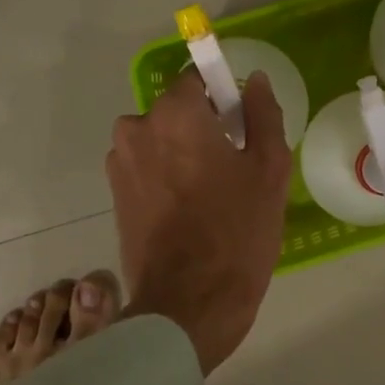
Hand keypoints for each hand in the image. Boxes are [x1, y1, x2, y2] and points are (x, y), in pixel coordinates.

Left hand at [107, 69, 291, 373]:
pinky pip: (147, 168)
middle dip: (204, 128)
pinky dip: (167, 177)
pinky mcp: (115, 194)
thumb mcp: (269, 169)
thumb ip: (263, 115)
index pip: (199, 79)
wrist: (188, 304)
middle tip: (234, 168)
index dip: (225, 98)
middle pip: (177, 111)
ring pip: (161, 140)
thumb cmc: (237, 232)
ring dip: (183, 153)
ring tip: (211, 195)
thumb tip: (255, 81)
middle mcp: (137, 128)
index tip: (243, 129)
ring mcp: (120, 163)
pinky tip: (189, 212)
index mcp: (175, 114)